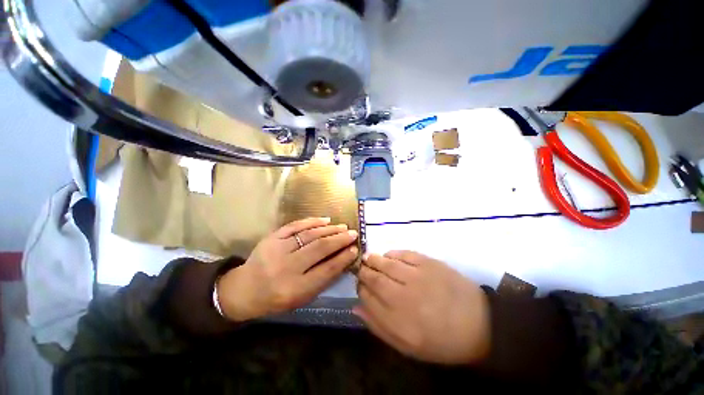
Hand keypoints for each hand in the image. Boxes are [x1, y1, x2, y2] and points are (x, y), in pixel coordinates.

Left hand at [217, 217, 358, 320]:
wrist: (244, 289)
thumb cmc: (276, 298)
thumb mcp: (300, 298)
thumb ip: (322, 280)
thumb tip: (343, 259)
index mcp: (294, 289)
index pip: (326, 270)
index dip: (343, 258)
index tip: (355, 249)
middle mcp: (286, 267)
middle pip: (320, 248)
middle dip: (340, 239)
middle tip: (353, 233)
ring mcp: (277, 249)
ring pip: (309, 234)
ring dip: (329, 229)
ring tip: (342, 227)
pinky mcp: (271, 237)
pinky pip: (295, 225)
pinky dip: (312, 221)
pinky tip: (325, 220)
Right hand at [355, 251, 489, 364]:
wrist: (480, 325)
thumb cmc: (442, 341)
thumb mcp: (407, 346)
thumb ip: (379, 327)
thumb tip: (357, 308)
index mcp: (398, 321)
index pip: (368, 297)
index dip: (360, 289)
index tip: (359, 285)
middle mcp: (404, 296)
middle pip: (375, 278)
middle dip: (364, 272)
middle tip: (360, 268)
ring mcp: (417, 276)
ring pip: (387, 263)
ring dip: (374, 259)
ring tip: (368, 258)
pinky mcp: (429, 263)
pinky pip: (404, 254)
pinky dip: (393, 253)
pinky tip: (388, 255)